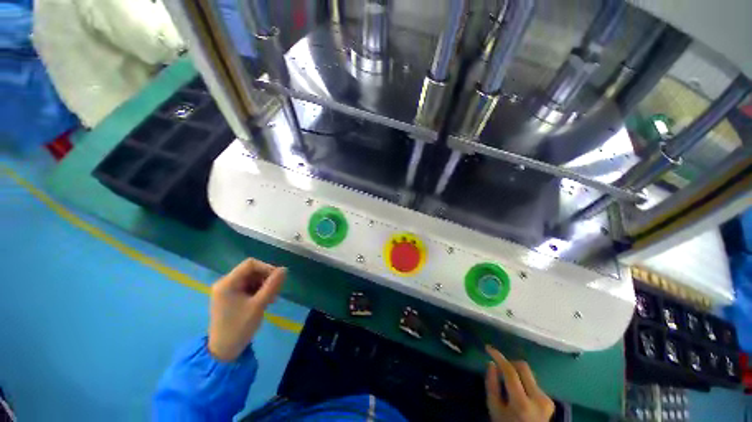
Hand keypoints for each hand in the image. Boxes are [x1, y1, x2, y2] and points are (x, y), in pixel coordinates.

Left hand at [208, 258, 286, 360]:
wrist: (224, 351)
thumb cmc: (239, 327)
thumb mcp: (259, 305)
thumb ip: (272, 285)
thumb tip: (284, 269)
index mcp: (228, 283)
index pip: (250, 264)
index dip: (267, 267)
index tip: (278, 278)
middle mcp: (226, 283)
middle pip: (251, 271)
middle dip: (266, 278)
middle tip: (276, 291)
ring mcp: (227, 291)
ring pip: (252, 279)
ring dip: (264, 285)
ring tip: (272, 299)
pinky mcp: (231, 297)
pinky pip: (248, 287)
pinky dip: (259, 291)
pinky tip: (266, 301)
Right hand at [485, 346, 554, 421]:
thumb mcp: (494, 408)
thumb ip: (492, 385)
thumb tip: (491, 363)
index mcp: (521, 403)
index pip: (511, 372)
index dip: (499, 357)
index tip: (489, 348)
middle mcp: (538, 399)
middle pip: (523, 367)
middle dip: (510, 363)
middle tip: (500, 368)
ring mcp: (546, 400)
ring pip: (529, 374)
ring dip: (517, 373)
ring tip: (509, 384)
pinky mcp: (550, 400)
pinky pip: (533, 382)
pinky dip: (523, 381)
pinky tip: (519, 392)